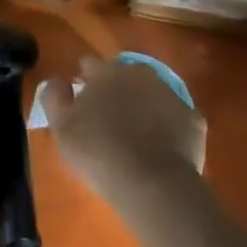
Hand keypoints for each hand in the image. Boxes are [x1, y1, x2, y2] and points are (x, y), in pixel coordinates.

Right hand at [40, 56, 206, 206]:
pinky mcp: (193, 119)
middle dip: (115, 89)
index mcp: (107, 73)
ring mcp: (172, 95)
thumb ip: (54, 97)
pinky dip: (166, 127)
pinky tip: (159, 147)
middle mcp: (141, 74)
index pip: (90, 64)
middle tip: (106, 117)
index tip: (78, 98)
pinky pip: (174, 118)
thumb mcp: (61, 127)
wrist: (153, 183)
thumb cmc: (99, 151)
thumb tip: (57, 81)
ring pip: (151, 94)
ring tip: (134, 133)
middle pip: (124, 75)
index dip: (83, 79)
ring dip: (142, 105)